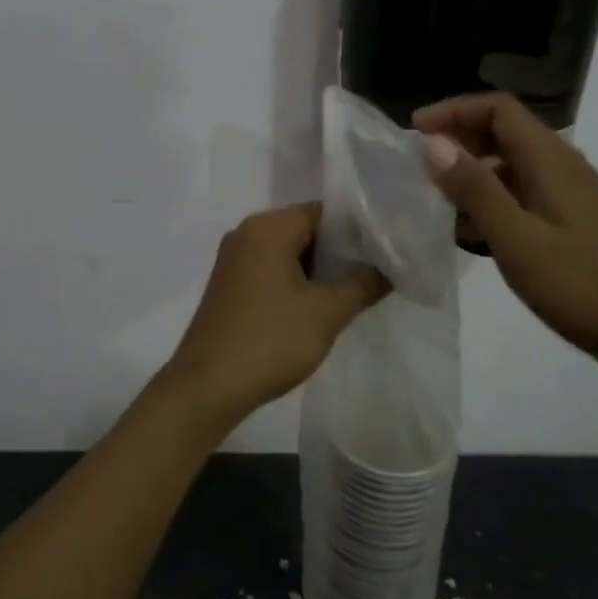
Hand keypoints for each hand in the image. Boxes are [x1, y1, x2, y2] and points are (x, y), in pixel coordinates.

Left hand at [162, 203, 387, 423]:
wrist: (208, 386)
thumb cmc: (270, 340)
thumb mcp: (327, 313)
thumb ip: (363, 284)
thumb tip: (389, 270)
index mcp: (268, 227)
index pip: (324, 212)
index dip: (358, 230)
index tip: (385, 251)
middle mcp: (246, 233)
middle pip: (305, 230)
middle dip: (339, 252)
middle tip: (375, 274)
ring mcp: (233, 259)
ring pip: (288, 252)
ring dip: (318, 270)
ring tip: (353, 292)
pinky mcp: (228, 285)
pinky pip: (270, 270)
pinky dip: (295, 282)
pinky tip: (317, 307)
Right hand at [415, 93, 597, 363]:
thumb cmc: (578, 285)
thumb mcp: (516, 239)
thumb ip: (475, 189)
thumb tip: (434, 144)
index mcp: (551, 160)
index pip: (498, 109)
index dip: (454, 111)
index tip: (415, 131)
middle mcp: (561, 165)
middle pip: (504, 130)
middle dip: (459, 138)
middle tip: (418, 165)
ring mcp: (568, 192)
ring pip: (510, 162)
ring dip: (471, 169)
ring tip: (434, 197)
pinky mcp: (568, 217)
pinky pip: (520, 190)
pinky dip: (489, 196)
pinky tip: (468, 228)